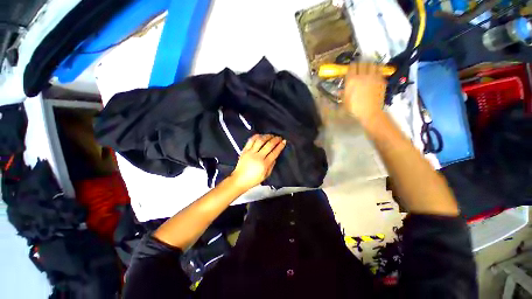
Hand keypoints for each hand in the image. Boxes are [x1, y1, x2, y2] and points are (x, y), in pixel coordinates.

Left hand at [230, 134, 286, 189]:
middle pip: (268, 145)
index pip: (274, 152)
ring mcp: (250, 152)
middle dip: (275, 139)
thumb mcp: (266, 175)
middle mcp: (257, 157)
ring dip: (267, 136)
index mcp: (264, 164)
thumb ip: (271, 165)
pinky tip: (261, 135)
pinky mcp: (244, 150)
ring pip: (260, 140)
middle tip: (279, 137)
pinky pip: (250, 140)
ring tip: (271, 135)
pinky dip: (256, 136)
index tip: (284, 141)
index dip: (280, 146)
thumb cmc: (253, 179)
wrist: (239, 180)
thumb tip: (275, 156)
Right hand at [344, 62, 386, 123]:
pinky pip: (380, 70)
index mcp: (352, 80)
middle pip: (362, 63)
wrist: (370, 112)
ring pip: (372, 64)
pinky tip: (375, 73)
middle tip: (360, 67)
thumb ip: (343, 94)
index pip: (352, 66)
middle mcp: (362, 75)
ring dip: (370, 64)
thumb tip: (340, 91)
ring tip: (369, 67)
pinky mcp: (381, 79)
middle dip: (360, 64)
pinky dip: (377, 69)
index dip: (352, 66)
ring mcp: (373, 77)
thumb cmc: (355, 108)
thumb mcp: (345, 102)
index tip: (351, 68)